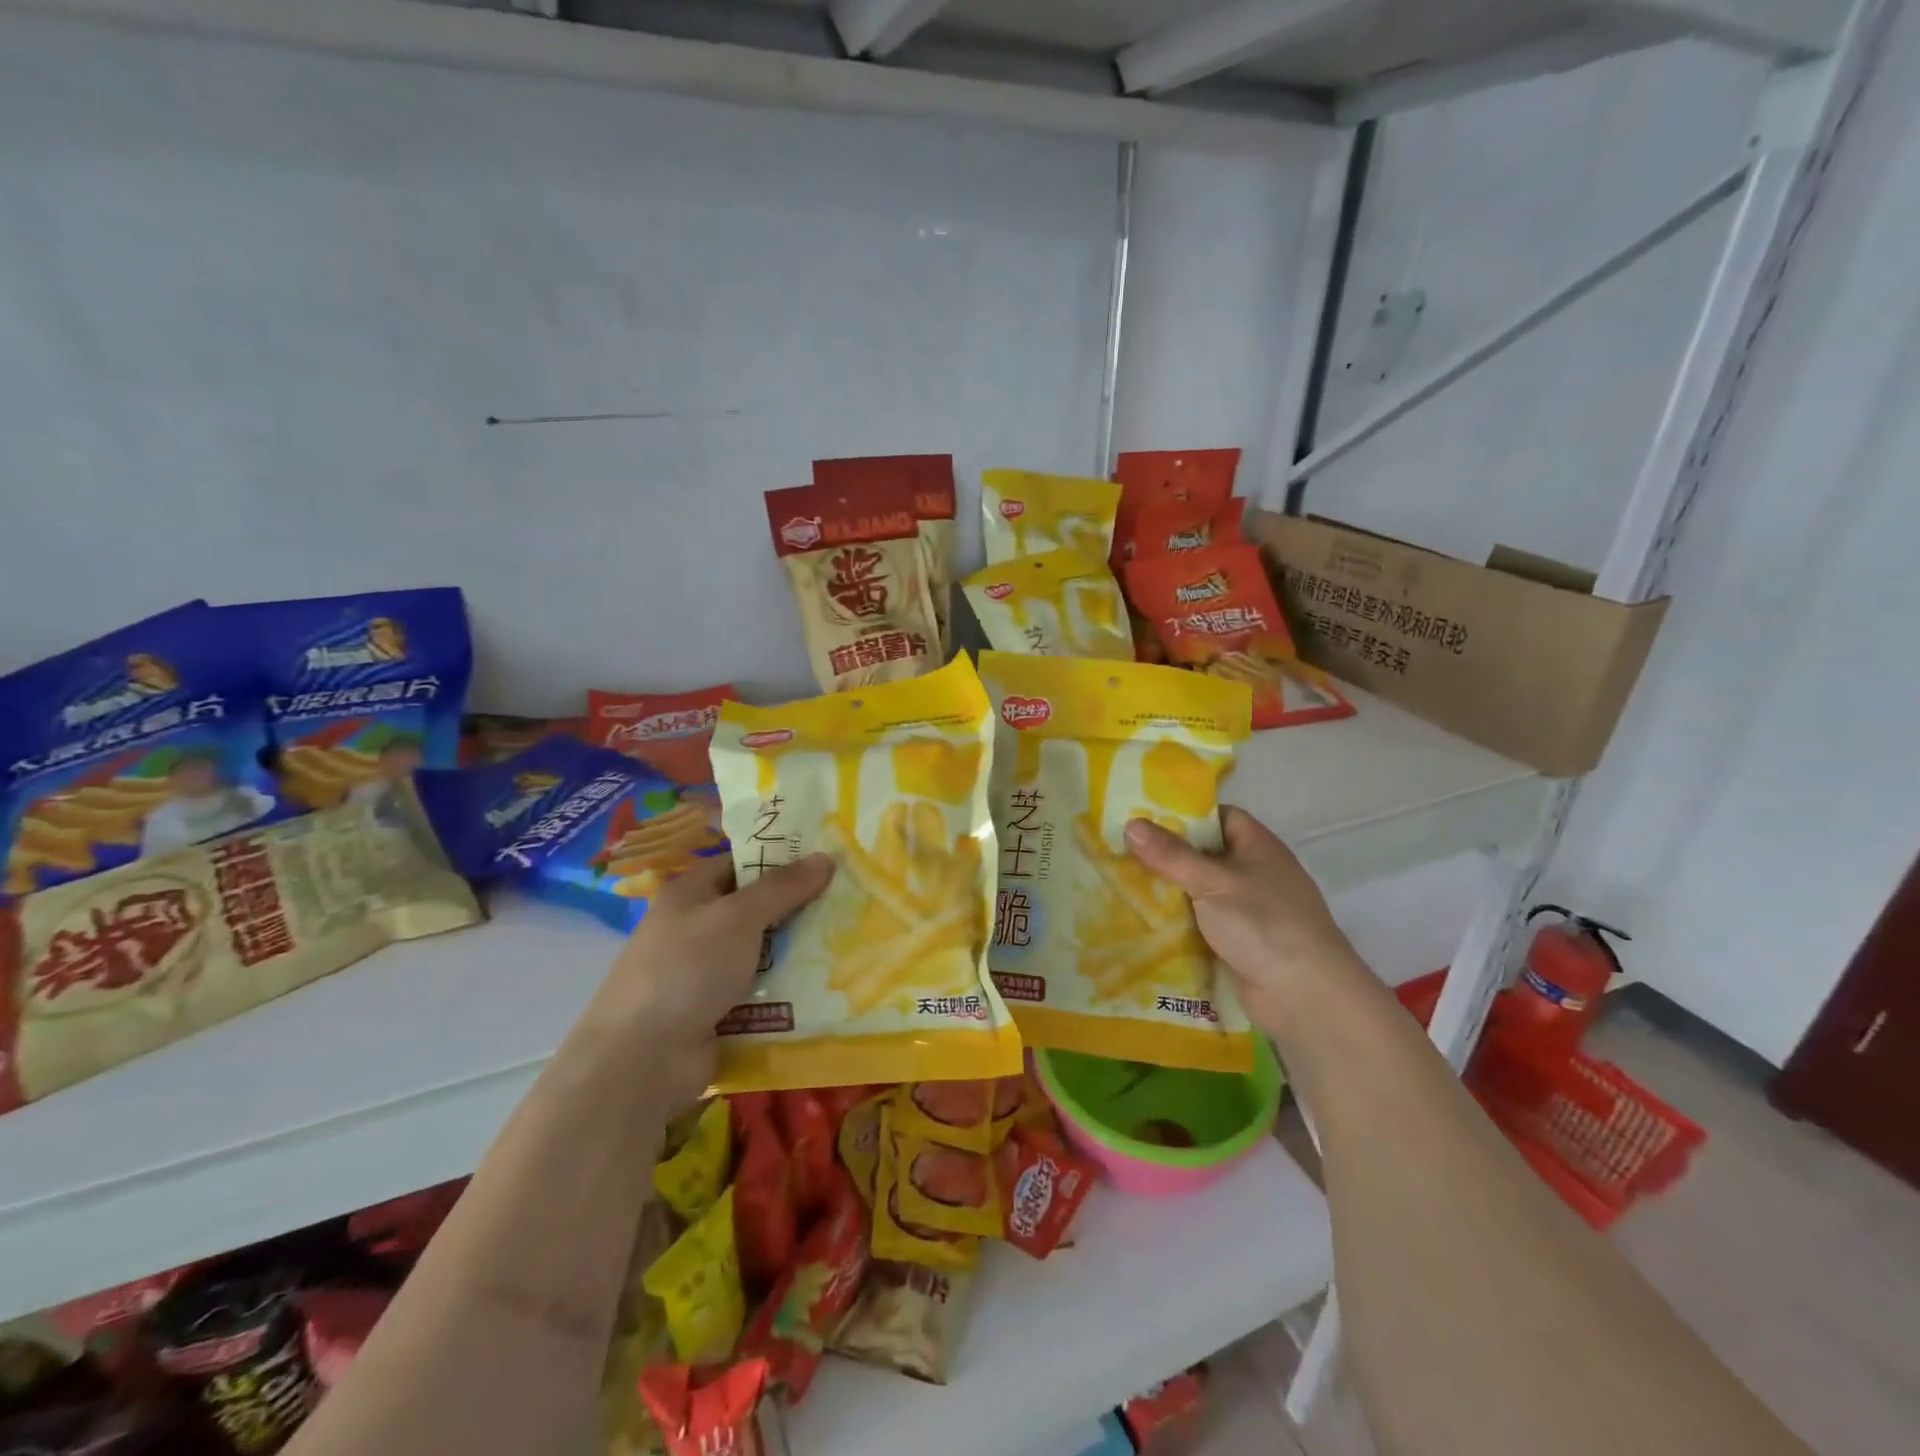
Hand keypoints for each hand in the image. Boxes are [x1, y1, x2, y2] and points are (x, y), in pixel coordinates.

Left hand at [584, 852, 833, 1102]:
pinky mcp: (717, 1013)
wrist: (643, 1060)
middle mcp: (696, 928)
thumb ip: (783, 887)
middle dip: (798, 909)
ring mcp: (705, 974)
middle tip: (848, 903)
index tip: (827, 861)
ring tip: (848, 944)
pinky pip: (760, 992)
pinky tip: (826, 988)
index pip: (741, 864)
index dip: (781, 860)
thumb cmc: (687, 969)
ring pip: (762, 953)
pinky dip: (786, 991)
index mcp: (690, 894)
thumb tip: (826, 857)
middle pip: (755, 910)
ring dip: (797, 953)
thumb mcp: (738, 917)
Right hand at [1125, 807, 1369, 1035]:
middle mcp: (1255, 874)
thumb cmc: (1263, 924)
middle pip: (1206, 855)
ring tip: (1122, 885)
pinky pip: (1202, 925)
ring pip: (1201, 893)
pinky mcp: (1239, 944)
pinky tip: (1144, 923)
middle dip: (1168, 856)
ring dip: (1170, 893)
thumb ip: (1171, 855)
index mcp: (1258, 847)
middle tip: (1123, 852)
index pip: (1221, 817)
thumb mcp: (1211, 882)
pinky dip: (1178, 924)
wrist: (1305, 998)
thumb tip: (1130, 824)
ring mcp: (1249, 911)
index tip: (1145, 819)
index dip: (1187, 815)